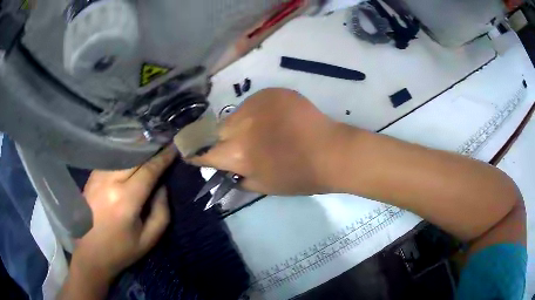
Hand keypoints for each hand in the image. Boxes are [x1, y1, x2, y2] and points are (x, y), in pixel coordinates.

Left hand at [74, 146, 176, 280]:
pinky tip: (130, 156)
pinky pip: (111, 160)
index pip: (148, 170)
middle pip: (134, 155)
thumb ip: (161, 212)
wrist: (89, 254)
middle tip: (164, 143)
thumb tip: (162, 187)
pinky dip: (123, 154)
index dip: (163, 158)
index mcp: (125, 201)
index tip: (174, 148)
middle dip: (150, 147)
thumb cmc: (121, 250)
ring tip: (149, 147)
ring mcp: (97, 177)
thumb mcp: (149, 239)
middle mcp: (109, 183)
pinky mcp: (91, 177)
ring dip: (136, 148)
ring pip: (121, 153)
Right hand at [191, 88, 346, 194]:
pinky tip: (276, 119)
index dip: (198, 153)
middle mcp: (242, 125)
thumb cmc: (299, 176)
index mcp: (238, 154)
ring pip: (235, 115)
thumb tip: (224, 166)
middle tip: (241, 145)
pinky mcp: (271, 92)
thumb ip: (237, 175)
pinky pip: (253, 103)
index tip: (194, 153)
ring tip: (264, 131)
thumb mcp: (263, 186)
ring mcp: (257, 104)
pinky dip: (258, 113)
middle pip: (218, 130)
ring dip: (241, 124)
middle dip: (224, 139)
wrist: (331, 152)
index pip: (204, 151)